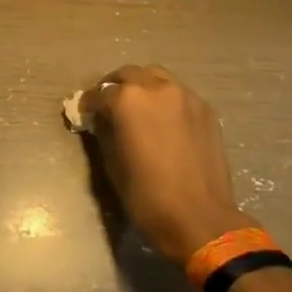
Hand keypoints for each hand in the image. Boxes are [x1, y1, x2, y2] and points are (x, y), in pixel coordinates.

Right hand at [84, 65, 250, 264]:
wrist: (199, 217)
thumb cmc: (147, 195)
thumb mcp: (112, 164)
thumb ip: (105, 133)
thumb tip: (103, 122)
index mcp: (128, 100)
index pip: (100, 94)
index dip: (89, 105)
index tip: (85, 114)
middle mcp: (156, 88)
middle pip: (129, 74)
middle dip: (115, 87)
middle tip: (109, 105)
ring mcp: (185, 96)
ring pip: (156, 77)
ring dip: (142, 87)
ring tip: (138, 109)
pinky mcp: (205, 109)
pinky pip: (178, 93)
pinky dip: (165, 99)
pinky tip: (163, 120)